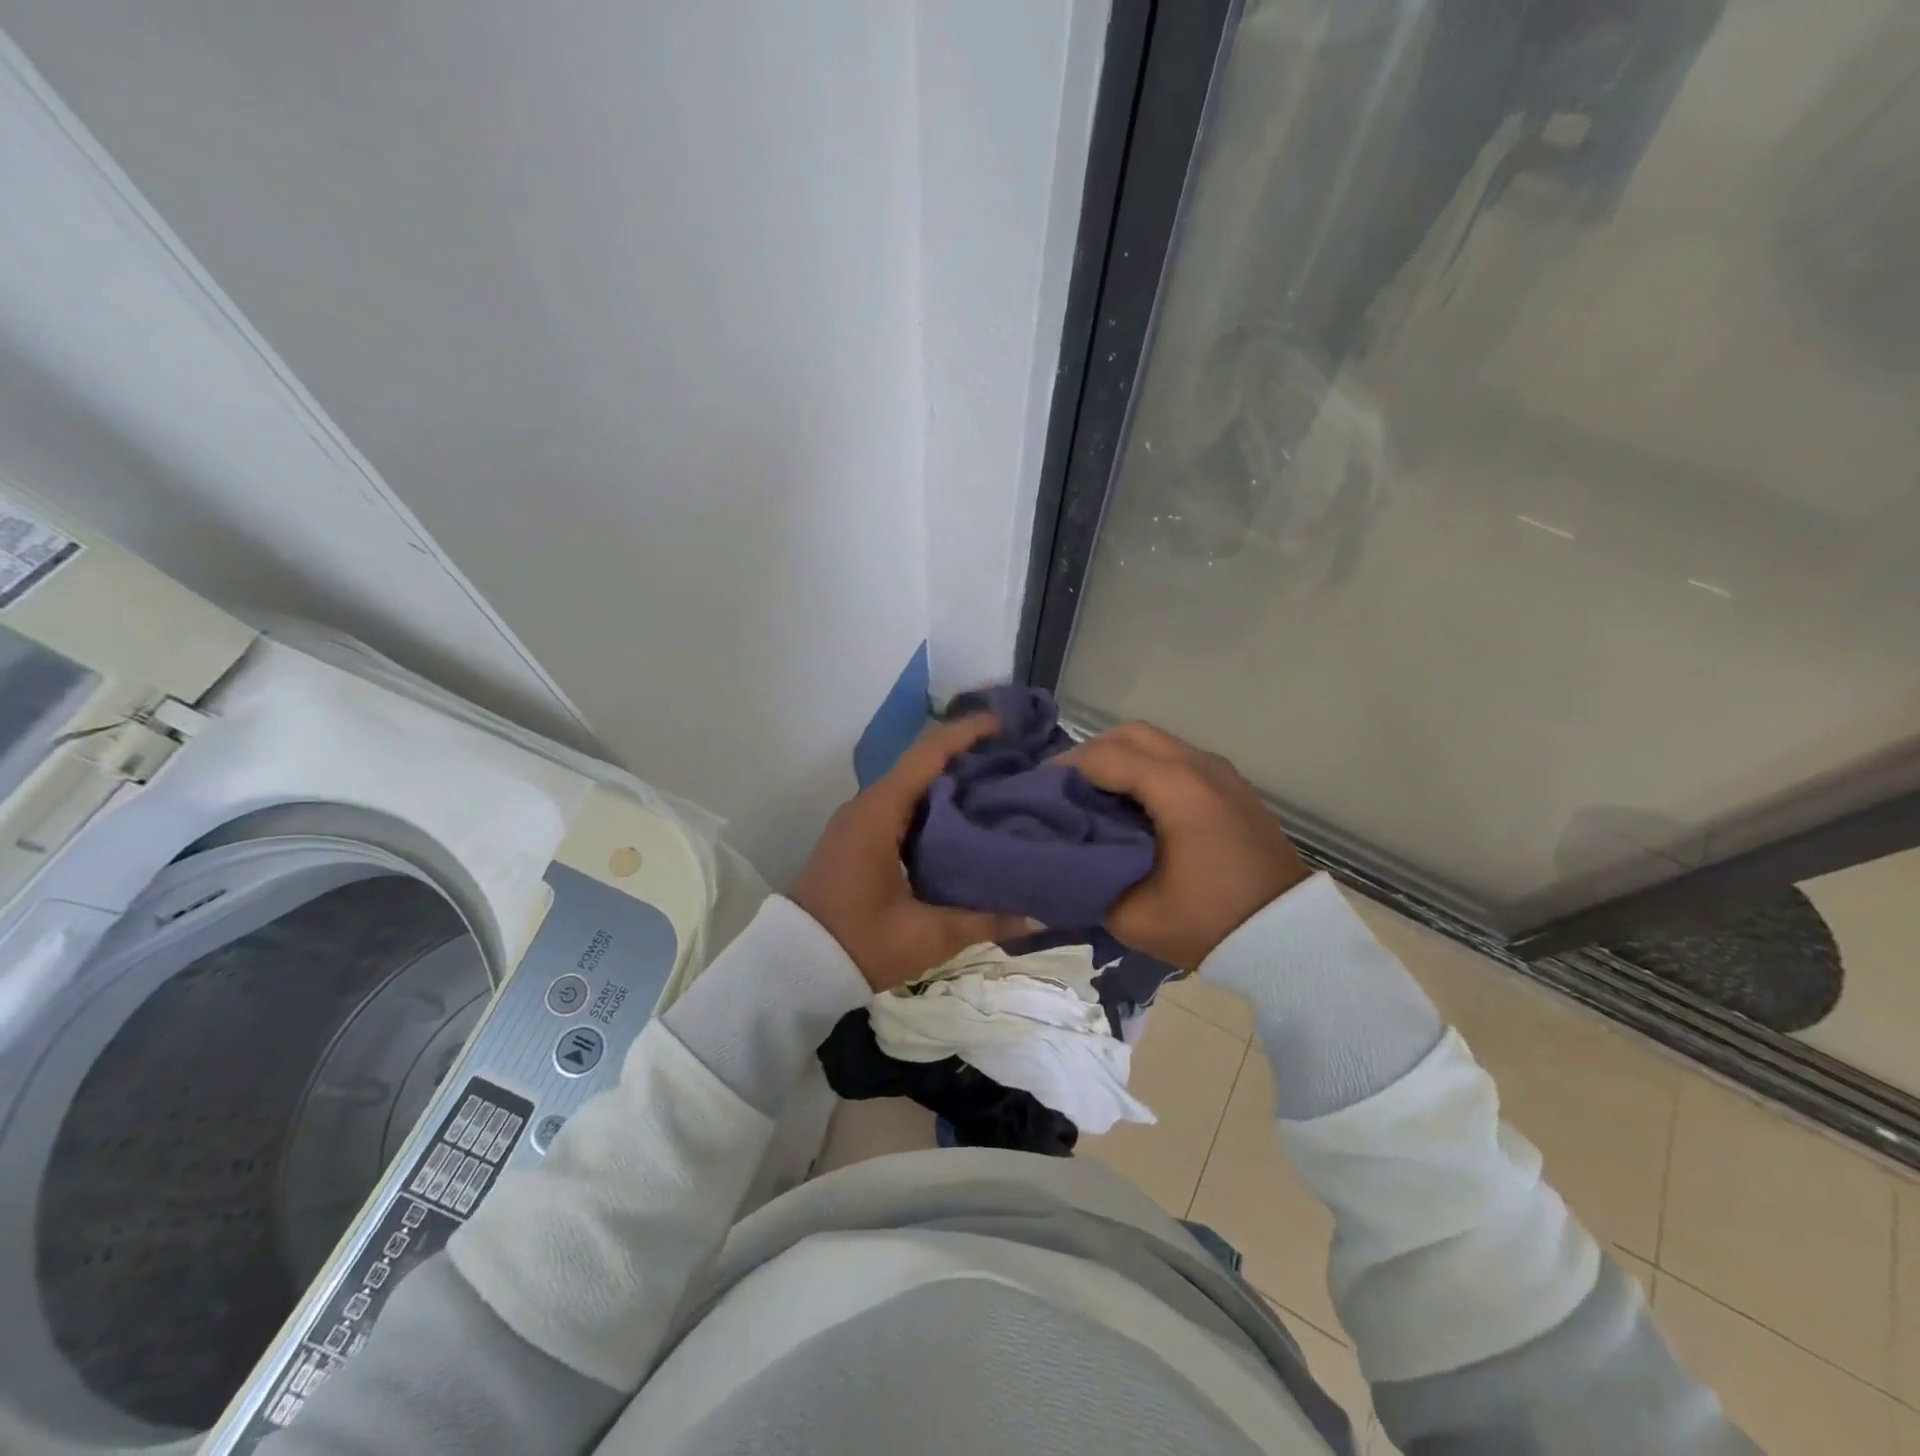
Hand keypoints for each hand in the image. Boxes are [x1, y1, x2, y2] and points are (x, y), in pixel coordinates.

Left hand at [791, 715, 1031, 991]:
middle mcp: (867, 805)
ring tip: (1000, 786)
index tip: (1007, 724)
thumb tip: (1037, 914)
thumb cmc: (858, 943)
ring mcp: (859, 820)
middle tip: (1017, 760)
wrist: (793, 966)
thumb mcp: (925, 935)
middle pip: (923, 763)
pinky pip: (902, 806)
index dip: (968, 733)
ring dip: (952, 780)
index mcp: (880, 812)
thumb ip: (983, 920)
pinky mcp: (858, 838)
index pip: (928, 754)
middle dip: (968, 755)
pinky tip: (965, 821)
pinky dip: (935, 804)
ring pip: (913, 785)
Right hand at [1064, 722, 1309, 970]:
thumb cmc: (1209, 923)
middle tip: (1063, 787)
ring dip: (1120, 758)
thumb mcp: (1133, 915)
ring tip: (1093, 795)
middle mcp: (1200, 766)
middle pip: (1130, 734)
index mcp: (1177, 789)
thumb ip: (1086, 879)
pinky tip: (1133, 804)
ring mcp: (1221, 772)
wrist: (1289, 938)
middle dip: (1090, 753)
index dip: (1063, 770)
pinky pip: (1178, 758)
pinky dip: (1147, 768)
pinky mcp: (1233, 786)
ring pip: (1157, 742)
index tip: (1037, 793)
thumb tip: (1056, 856)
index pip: (1104, 756)